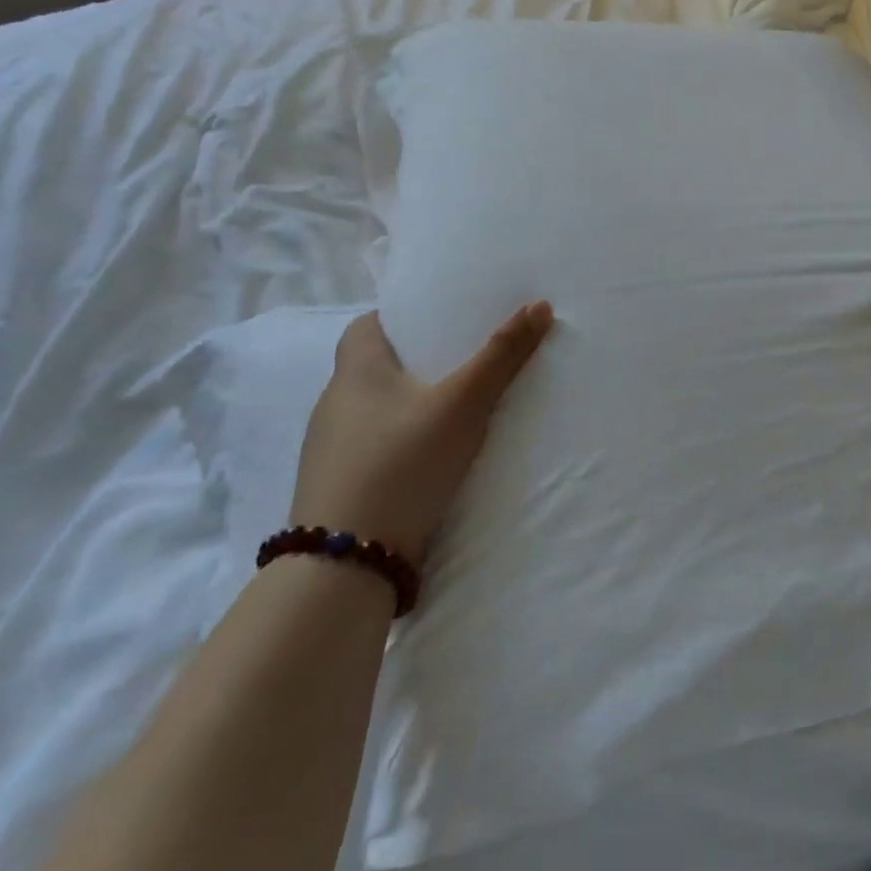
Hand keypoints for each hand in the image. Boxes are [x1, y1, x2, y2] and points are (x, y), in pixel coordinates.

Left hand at [292, 304, 553, 562]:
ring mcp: (331, 449)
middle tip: (466, 361)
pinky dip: (402, 442)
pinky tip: (431, 458)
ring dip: (410, 405)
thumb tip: (539, 305)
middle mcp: (335, 403)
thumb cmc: (402, 463)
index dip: (404, 317)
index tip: (443, 321)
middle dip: (418, 361)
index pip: (369, 324)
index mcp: (355, 371)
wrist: (347, 564)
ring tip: (457, 409)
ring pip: (376, 409)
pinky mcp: (339, 486)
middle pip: (376, 366)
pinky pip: (374, 446)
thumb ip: (501, 356)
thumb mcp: (462, 404)